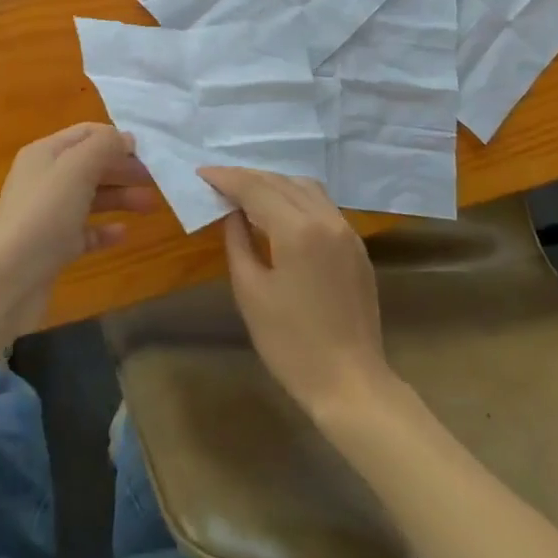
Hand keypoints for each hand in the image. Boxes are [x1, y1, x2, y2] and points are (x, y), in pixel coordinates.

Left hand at [0, 124, 157, 330]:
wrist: (5, 280)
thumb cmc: (43, 215)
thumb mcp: (77, 168)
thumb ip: (104, 146)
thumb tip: (124, 138)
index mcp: (46, 153)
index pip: (87, 134)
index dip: (116, 139)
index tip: (147, 153)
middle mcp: (45, 179)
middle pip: (91, 165)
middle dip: (123, 169)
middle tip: (155, 179)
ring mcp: (47, 214)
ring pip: (91, 197)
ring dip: (121, 197)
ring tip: (150, 206)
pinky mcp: (52, 247)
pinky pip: (84, 231)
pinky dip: (104, 230)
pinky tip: (123, 233)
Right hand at [199, 168, 393, 417]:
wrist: (350, 383)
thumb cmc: (291, 344)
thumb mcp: (251, 293)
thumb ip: (238, 242)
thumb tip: (233, 213)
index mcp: (298, 229)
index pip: (256, 188)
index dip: (227, 178)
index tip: (202, 173)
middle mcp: (326, 218)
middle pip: (281, 181)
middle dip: (248, 178)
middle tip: (219, 182)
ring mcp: (346, 230)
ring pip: (306, 187)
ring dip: (275, 184)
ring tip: (248, 194)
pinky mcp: (356, 245)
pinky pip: (322, 205)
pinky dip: (296, 198)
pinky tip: (280, 213)